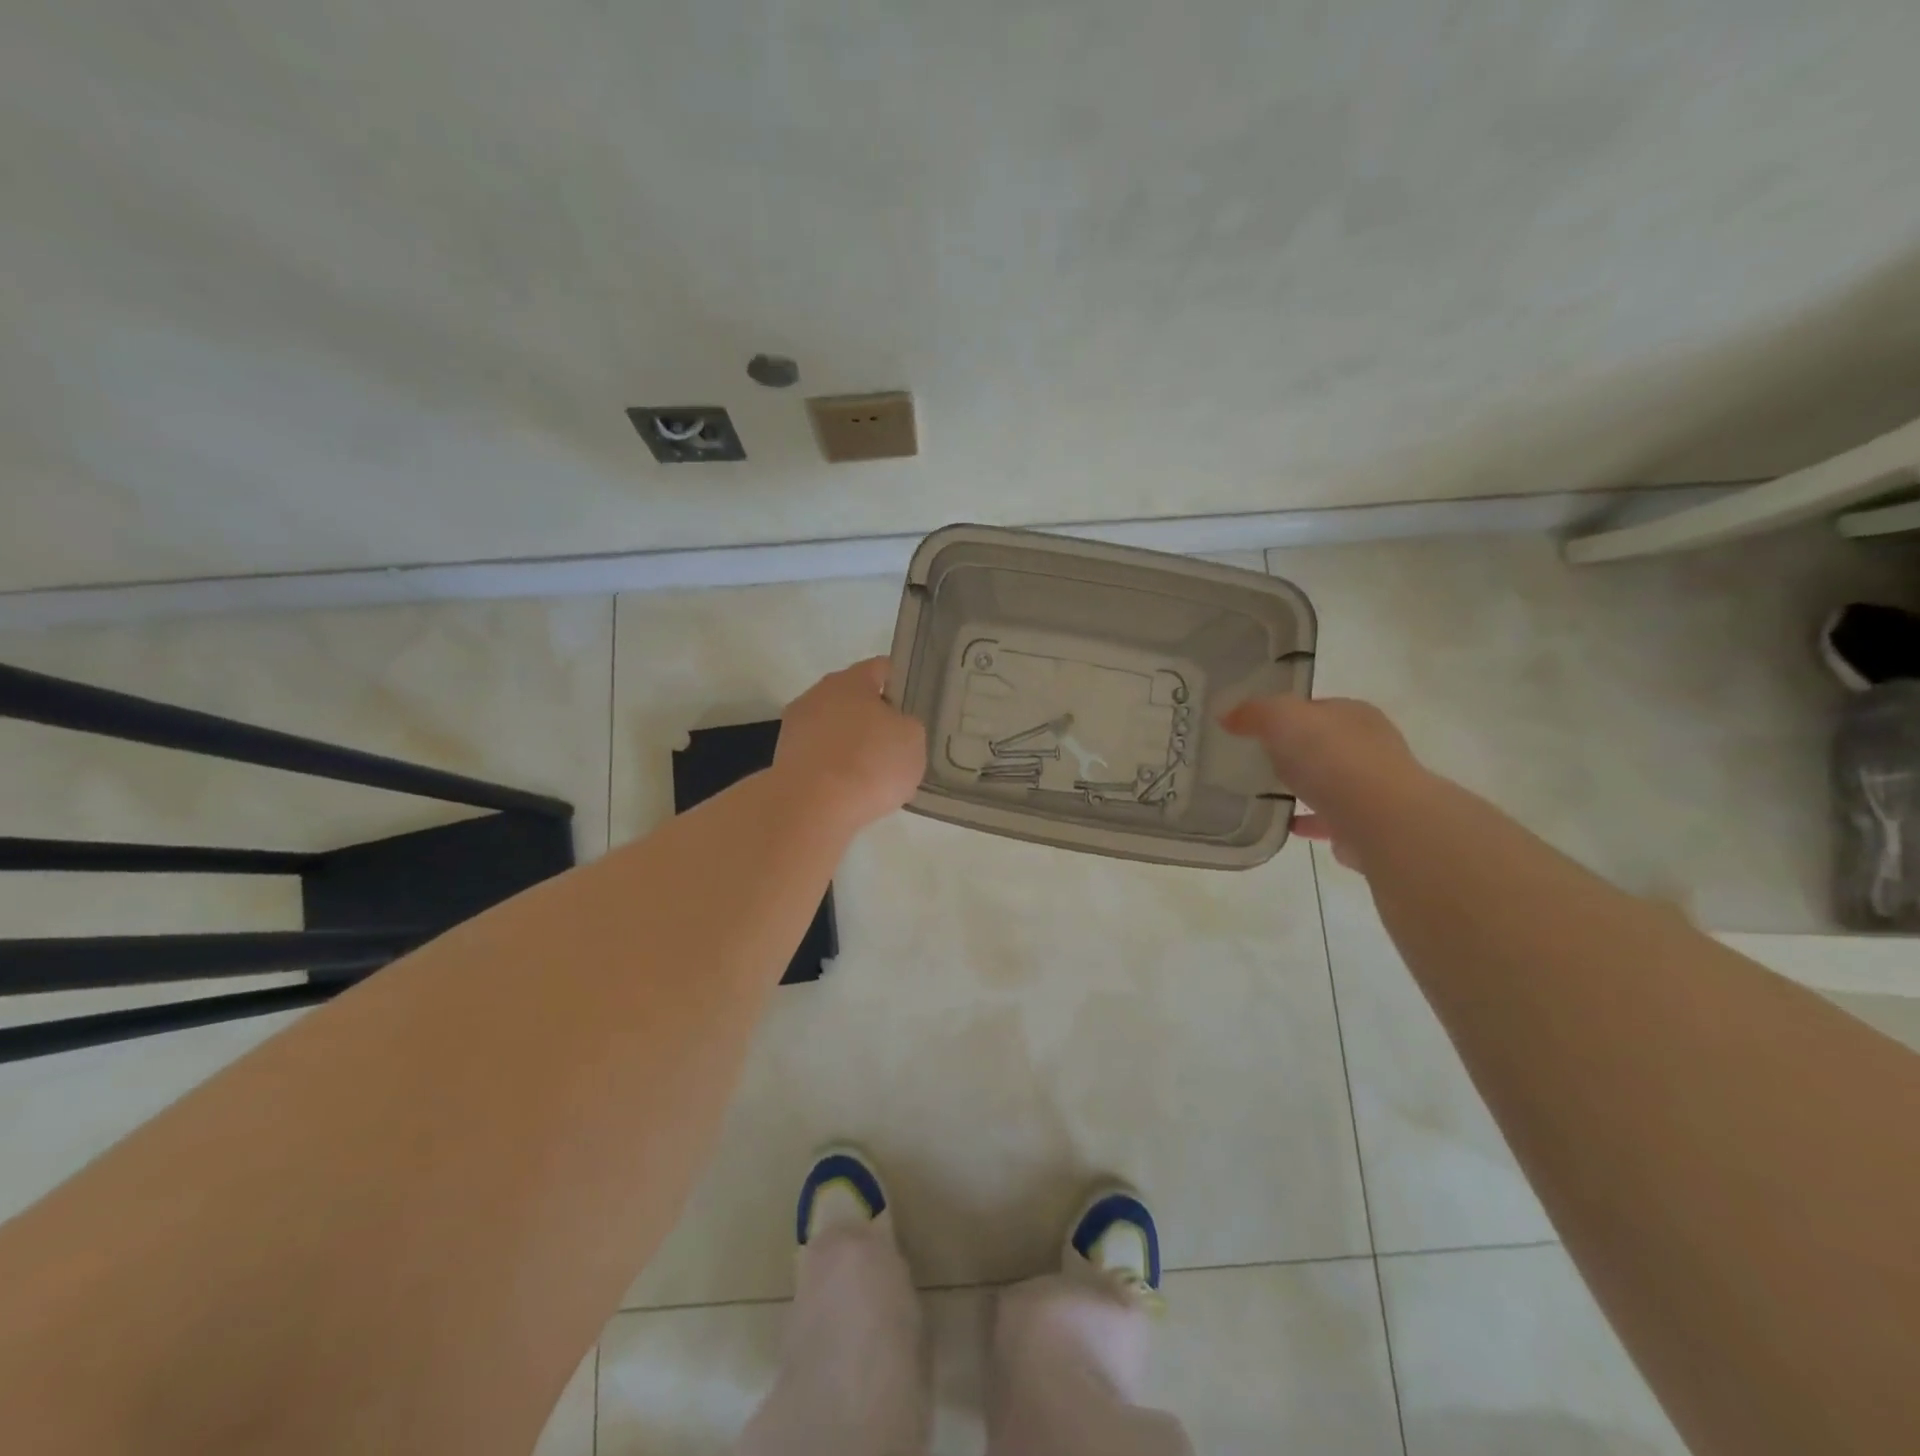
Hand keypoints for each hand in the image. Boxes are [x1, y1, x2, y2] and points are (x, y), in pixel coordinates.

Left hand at [774, 657, 926, 832]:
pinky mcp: (784, 759)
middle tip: (897, 744)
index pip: (882, 669)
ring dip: (851, 744)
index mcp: (851, 680)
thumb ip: (907, 725)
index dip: (902, 685)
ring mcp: (795, 727)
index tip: (915, 708)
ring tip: (873, 774)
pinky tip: (850, 790)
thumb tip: (894, 728)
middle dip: (875, 718)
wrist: (812, 807)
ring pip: (834, 728)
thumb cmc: (869, 762)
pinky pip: (820, 756)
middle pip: (854, 699)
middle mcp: (818, 694)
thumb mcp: (913, 739)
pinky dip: (834, 768)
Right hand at [1219, 695, 1425, 869]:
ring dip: (1307, 787)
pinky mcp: (1369, 825)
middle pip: (1325, 744)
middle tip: (1259, 760)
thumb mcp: (1281, 718)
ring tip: (1269, 793)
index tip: (1257, 728)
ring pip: (1332, 782)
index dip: (1287, 714)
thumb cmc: (1331, 757)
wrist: (1380, 820)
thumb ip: (1254, 713)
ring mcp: (1374, 787)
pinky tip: (1287, 825)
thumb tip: (1228, 716)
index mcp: (1354, 714)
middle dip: (1297, 751)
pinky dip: (1311, 820)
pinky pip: (1331, 819)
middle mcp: (1370, 746)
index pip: (1316, 708)